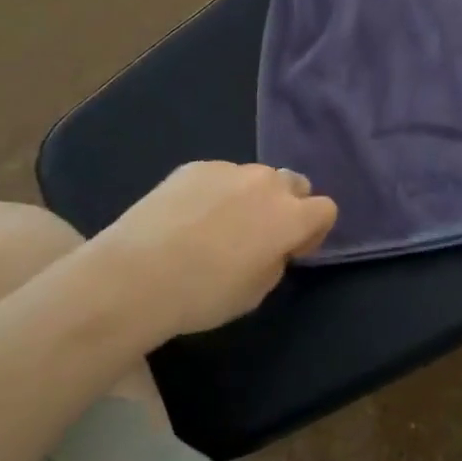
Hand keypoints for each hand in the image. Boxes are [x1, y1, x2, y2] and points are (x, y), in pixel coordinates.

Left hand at [98, 162, 337, 336]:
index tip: (290, 251)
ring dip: (249, 197)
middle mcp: (267, 183)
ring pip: (254, 178)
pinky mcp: (196, 166)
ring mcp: (229, 169)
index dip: (313, 231)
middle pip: (294, 183)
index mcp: (290, 216)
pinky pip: (219, 176)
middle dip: (286, 205)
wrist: (136, 275)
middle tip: (258, 235)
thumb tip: (271, 245)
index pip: (326, 209)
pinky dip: (214, 193)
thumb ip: (275, 259)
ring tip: (215, 227)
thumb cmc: (203, 294)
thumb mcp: (255, 292)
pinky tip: (186, 219)